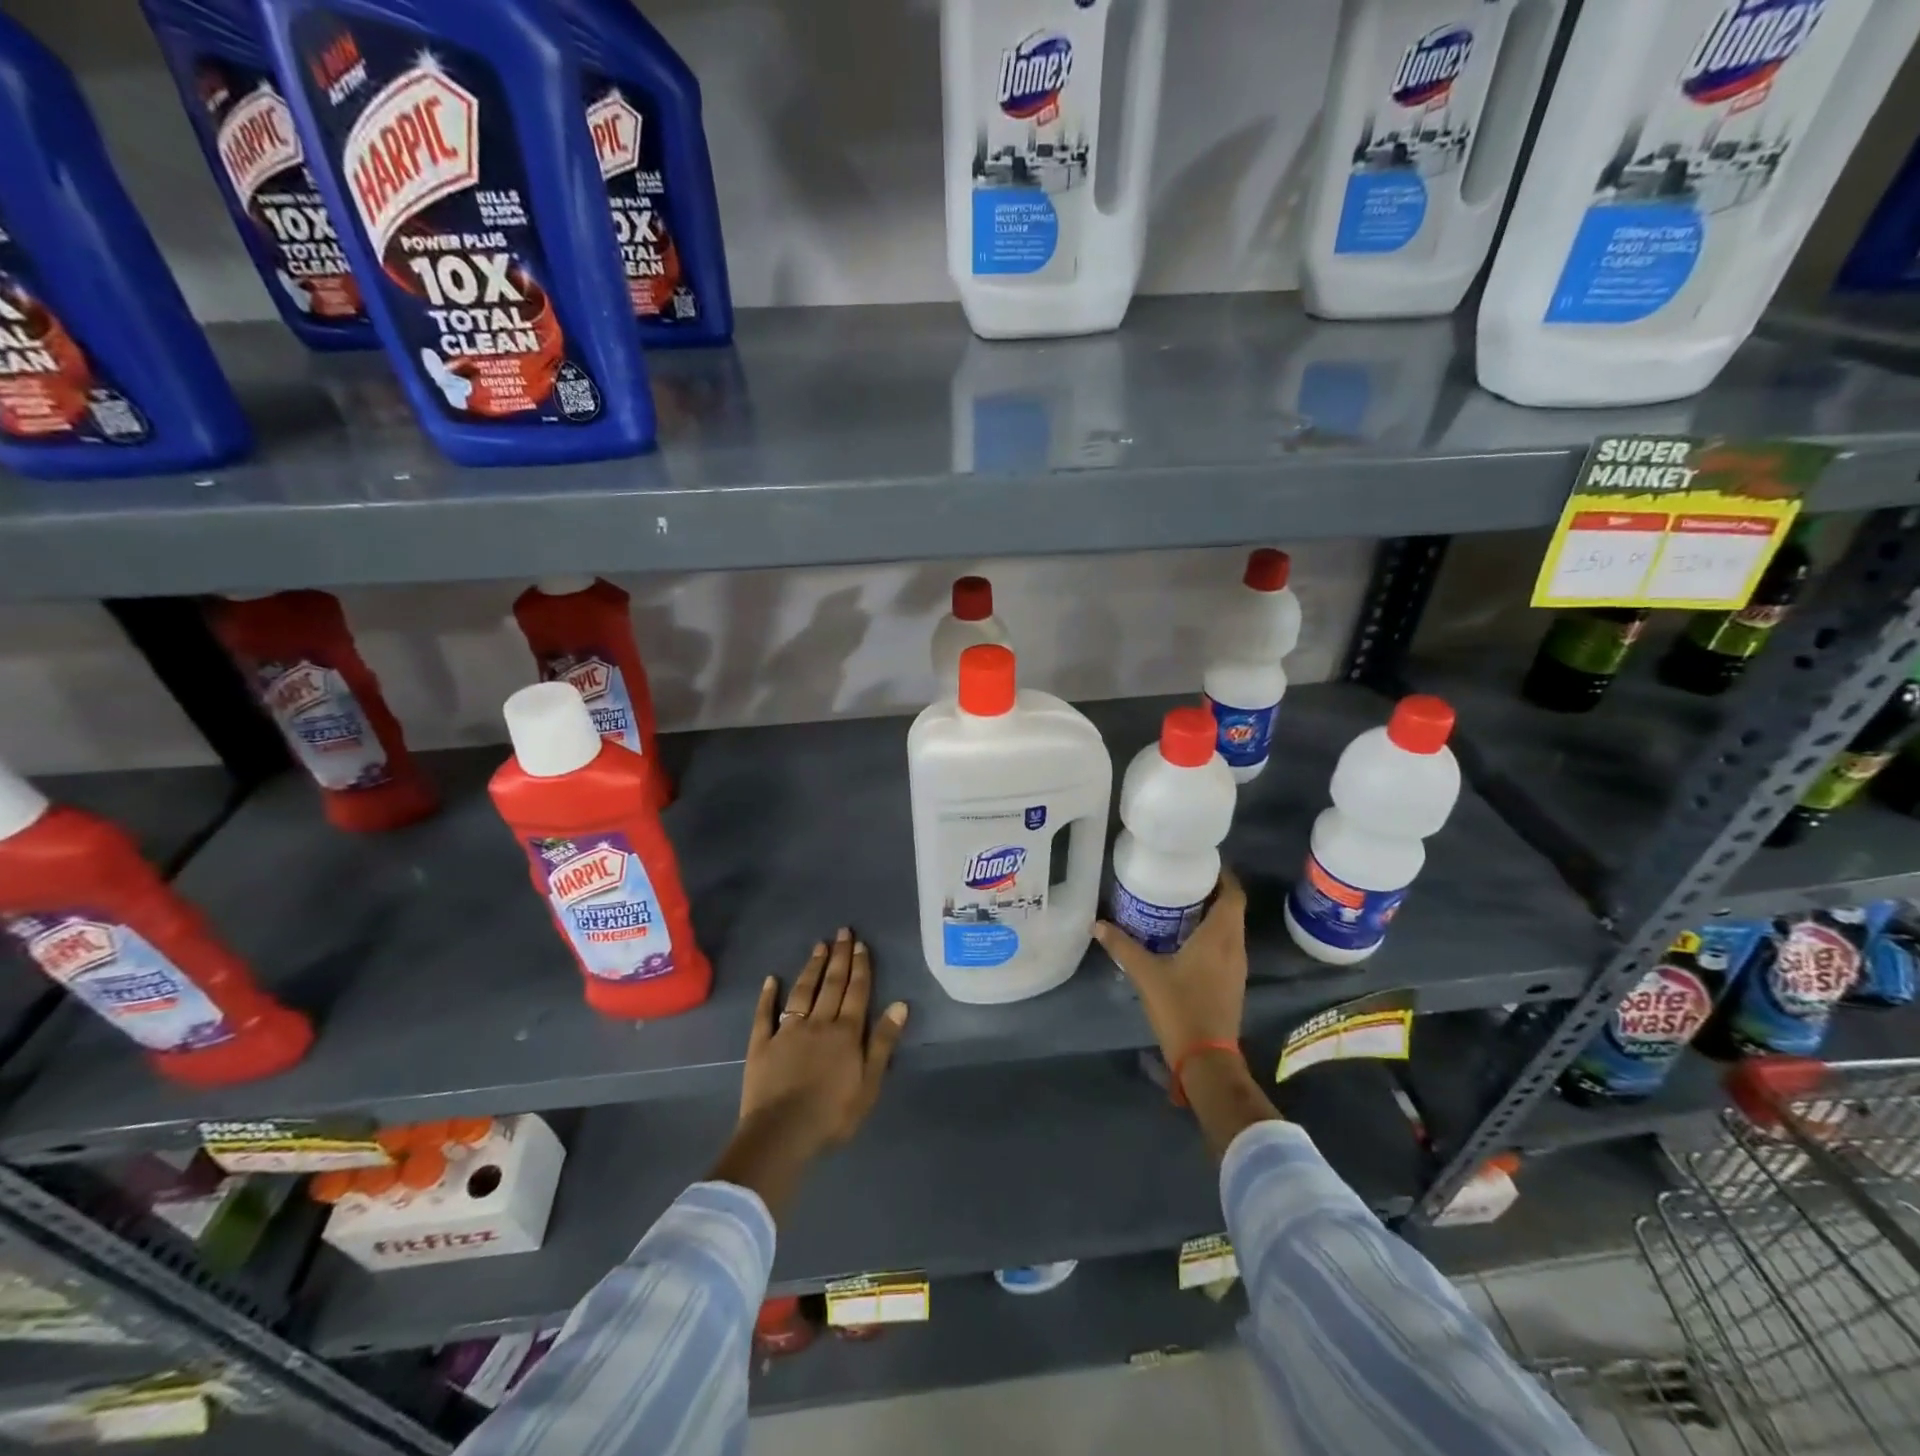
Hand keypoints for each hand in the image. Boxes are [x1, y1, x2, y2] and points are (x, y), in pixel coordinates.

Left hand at [740, 928, 908, 1155]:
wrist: (782, 1134)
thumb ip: (883, 1043)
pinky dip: (768, 995)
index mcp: (846, 1033)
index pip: (857, 992)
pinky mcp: (762, 1044)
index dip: (860, 967)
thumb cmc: (832, 1114)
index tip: (861, 944)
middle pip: (832, 984)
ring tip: (818, 945)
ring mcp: (787, 1031)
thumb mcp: (869, 1084)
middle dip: (839, 956)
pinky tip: (771, 979)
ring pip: (802, 991)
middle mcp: (818, 1023)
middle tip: (842, 932)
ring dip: (812, 967)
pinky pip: (764, 1014)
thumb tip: (899, 1004)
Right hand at [1094, 870, 1248, 1067]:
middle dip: (1212, 891)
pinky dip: (1212, 933)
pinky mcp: (1233, 982)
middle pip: (1232, 909)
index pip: (1233, 895)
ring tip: (1181, 903)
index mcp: (1219, 937)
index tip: (1201, 863)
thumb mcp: (1145, 974)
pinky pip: (1227, 945)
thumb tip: (1097, 924)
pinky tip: (1186, 938)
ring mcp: (1237, 966)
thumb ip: (1122, 946)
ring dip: (1213, 913)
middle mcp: (1235, 947)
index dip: (1223, 876)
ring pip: (1231, 928)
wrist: (1206, 1057)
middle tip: (1182, 880)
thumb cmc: (1180, 1008)